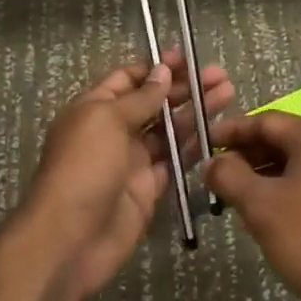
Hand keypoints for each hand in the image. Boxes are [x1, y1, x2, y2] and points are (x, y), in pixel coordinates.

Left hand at [23, 50, 235, 300]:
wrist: (71, 240)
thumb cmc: (84, 168)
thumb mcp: (107, 121)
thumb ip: (141, 98)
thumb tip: (163, 71)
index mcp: (96, 108)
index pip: (129, 79)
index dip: (158, 68)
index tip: (189, 59)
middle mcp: (115, 131)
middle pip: (155, 102)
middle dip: (186, 87)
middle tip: (221, 76)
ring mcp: (133, 160)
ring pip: (170, 130)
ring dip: (197, 111)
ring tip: (229, 94)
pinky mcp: (149, 187)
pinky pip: (176, 161)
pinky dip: (196, 145)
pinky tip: (219, 131)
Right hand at [204, 112, 300, 300]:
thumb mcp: (261, 206)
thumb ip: (230, 176)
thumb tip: (212, 162)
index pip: (266, 120)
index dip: (231, 131)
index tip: (203, 144)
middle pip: (281, 139)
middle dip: (245, 155)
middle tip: (214, 175)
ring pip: (294, 163)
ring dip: (261, 175)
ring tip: (231, 197)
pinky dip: (282, 190)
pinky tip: (262, 214)